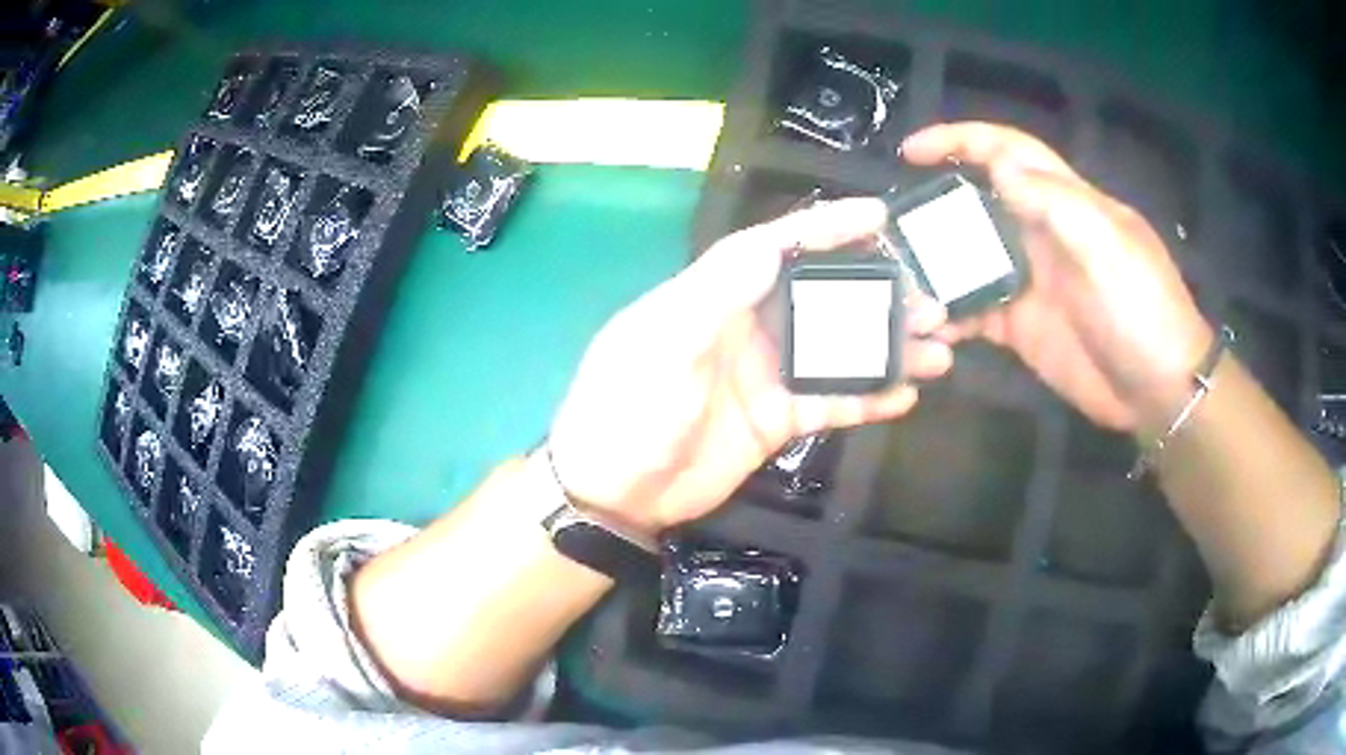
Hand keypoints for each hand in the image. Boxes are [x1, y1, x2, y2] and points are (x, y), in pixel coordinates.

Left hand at [549, 199, 952, 534]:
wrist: (614, 490)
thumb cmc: (627, 408)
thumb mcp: (662, 345)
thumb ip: (714, 295)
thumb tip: (769, 246)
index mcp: (714, 296)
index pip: (777, 247)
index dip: (827, 227)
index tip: (878, 216)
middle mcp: (747, 327)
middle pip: (823, 297)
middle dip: (878, 294)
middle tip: (931, 298)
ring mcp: (766, 374)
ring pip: (838, 350)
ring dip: (886, 348)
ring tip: (938, 348)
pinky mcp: (776, 419)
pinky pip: (831, 401)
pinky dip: (868, 397)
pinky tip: (906, 394)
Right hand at [902, 123, 1211, 433]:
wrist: (1158, 391)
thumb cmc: (1142, 310)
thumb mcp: (1108, 247)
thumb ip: (1055, 203)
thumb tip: (997, 166)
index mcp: (1066, 202)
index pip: (1008, 151)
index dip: (961, 140)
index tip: (912, 152)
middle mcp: (1041, 234)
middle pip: (979, 202)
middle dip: (937, 205)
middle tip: (892, 224)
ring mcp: (1030, 281)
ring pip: (971, 257)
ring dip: (936, 263)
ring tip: (898, 276)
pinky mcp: (1022, 325)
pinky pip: (976, 310)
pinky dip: (950, 314)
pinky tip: (927, 325)